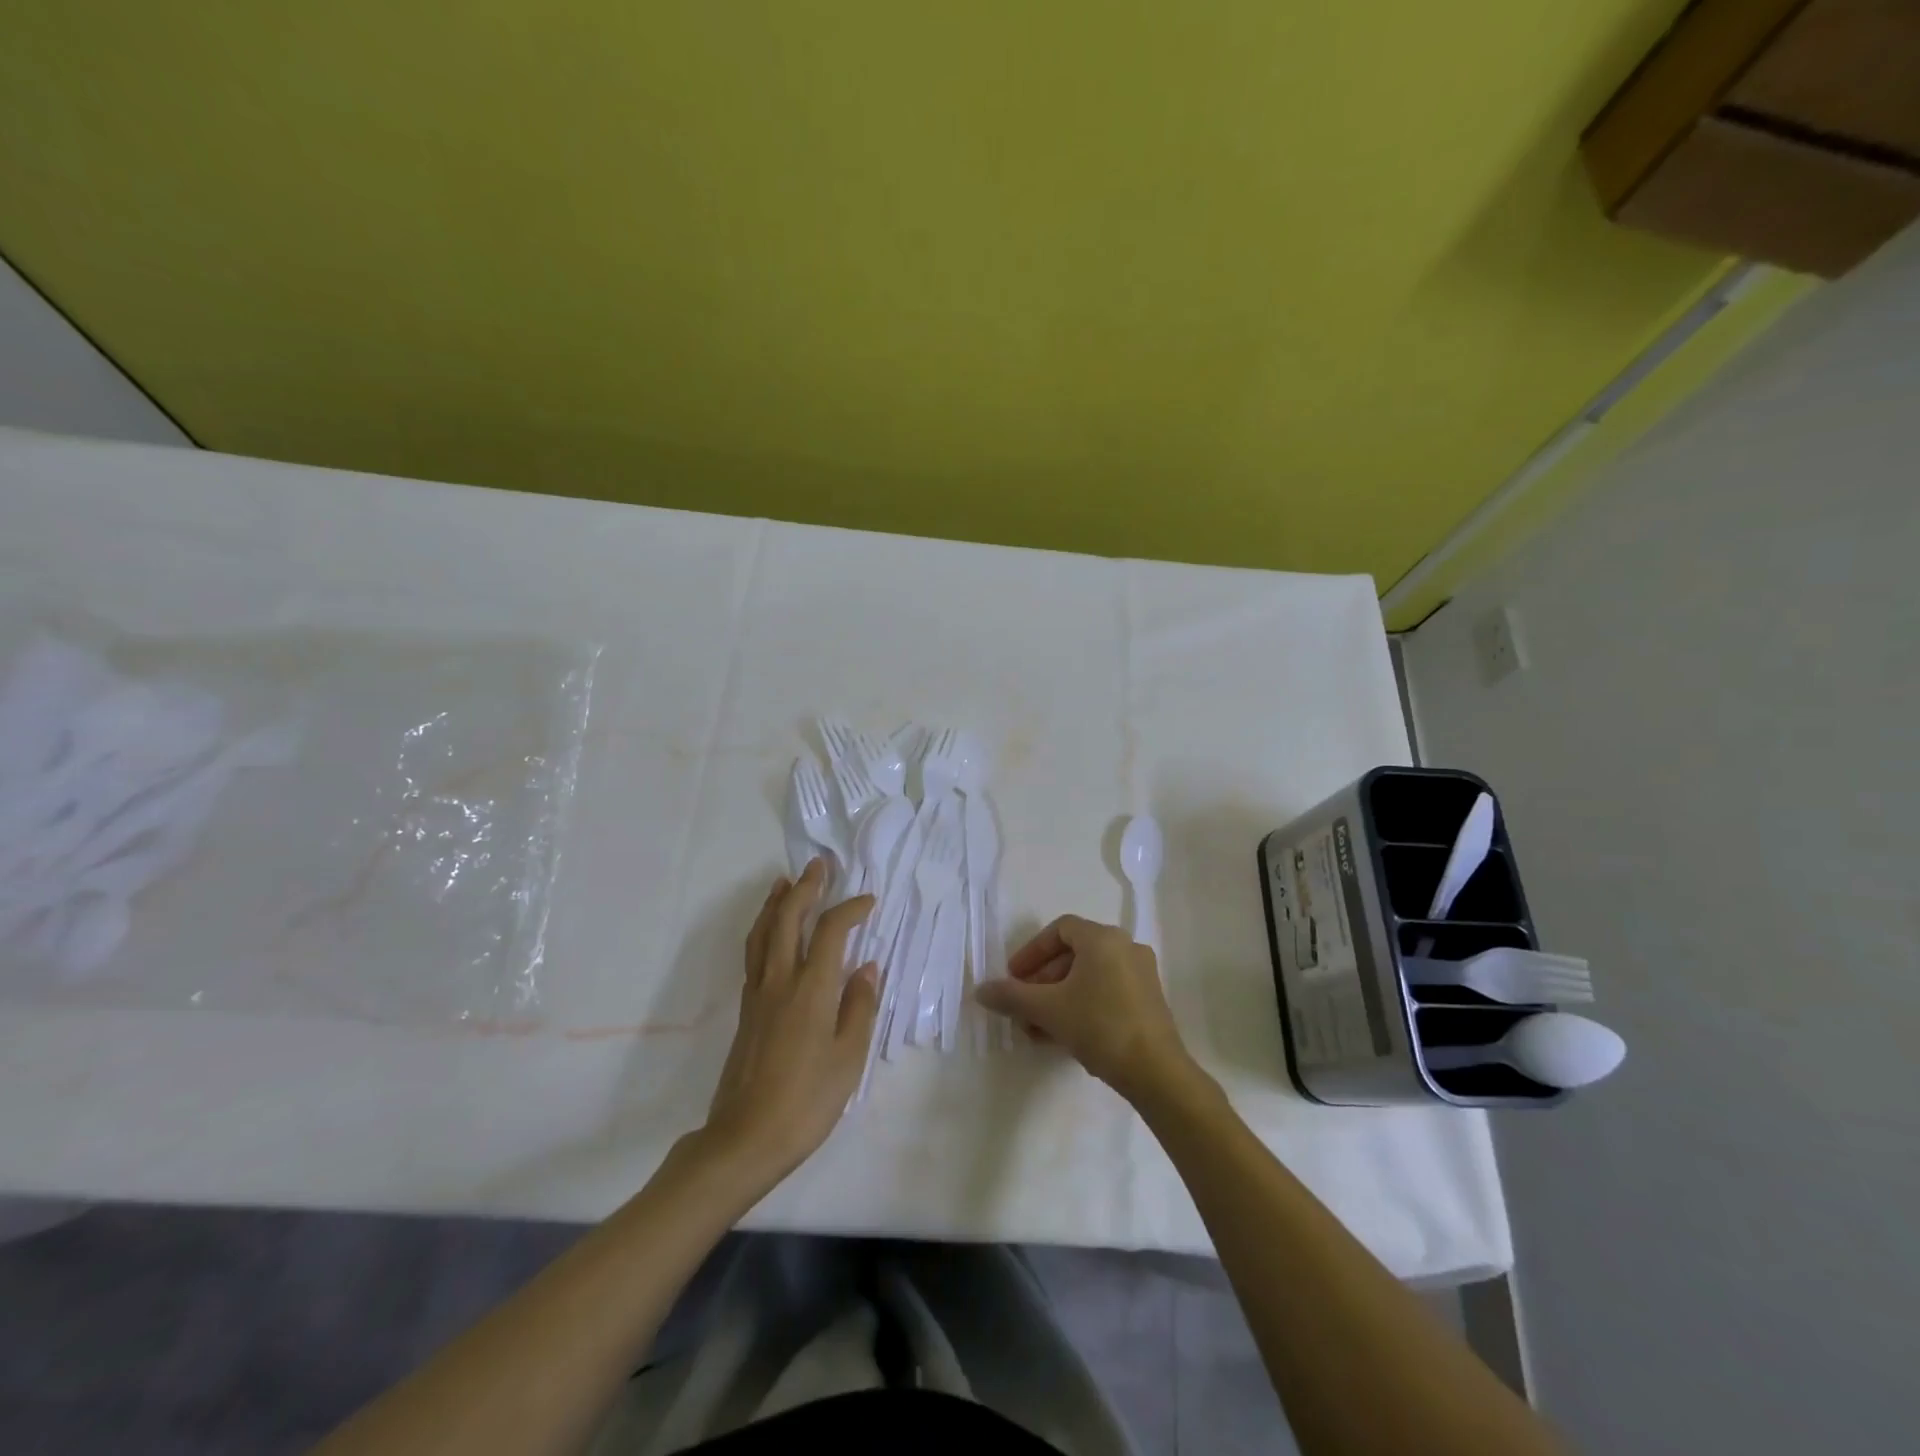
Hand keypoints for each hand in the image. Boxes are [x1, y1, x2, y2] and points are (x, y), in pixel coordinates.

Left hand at [697, 859, 878, 1186]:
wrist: (745, 1139)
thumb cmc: (807, 1101)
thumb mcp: (848, 1058)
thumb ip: (859, 1007)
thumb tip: (867, 966)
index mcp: (810, 990)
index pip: (831, 932)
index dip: (850, 909)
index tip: (868, 900)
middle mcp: (780, 981)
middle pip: (788, 919)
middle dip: (805, 888)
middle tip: (818, 866)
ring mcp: (758, 994)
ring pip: (763, 933)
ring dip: (777, 903)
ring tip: (785, 882)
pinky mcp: (746, 1010)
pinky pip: (754, 953)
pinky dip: (764, 929)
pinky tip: (770, 932)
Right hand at [974, 915, 1193, 1101]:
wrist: (1156, 1072)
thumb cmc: (1099, 1027)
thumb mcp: (1048, 1010)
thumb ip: (1012, 996)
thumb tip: (980, 990)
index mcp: (1103, 938)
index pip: (1060, 929)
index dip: (1032, 951)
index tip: (1014, 977)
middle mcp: (1126, 947)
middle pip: (1074, 954)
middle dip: (1043, 981)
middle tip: (1024, 1007)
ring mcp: (1142, 974)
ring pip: (1089, 976)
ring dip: (1059, 997)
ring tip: (1038, 1029)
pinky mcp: (1150, 1000)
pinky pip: (1107, 991)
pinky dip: (1082, 1004)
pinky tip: (1065, 1036)